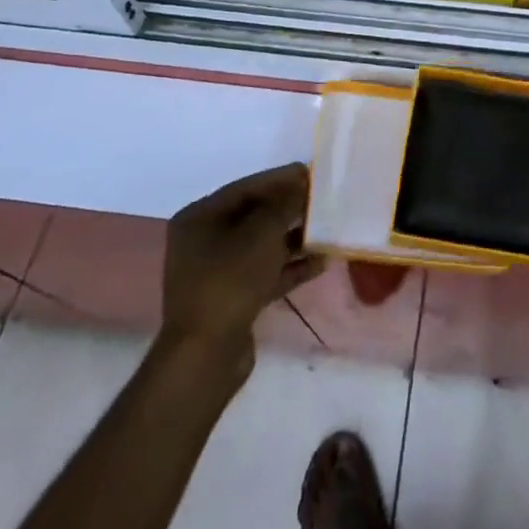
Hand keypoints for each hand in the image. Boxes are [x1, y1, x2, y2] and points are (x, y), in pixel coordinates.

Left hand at [160, 163, 325, 364]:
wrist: (206, 356)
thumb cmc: (230, 280)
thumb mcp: (263, 232)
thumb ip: (286, 203)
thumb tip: (303, 184)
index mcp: (200, 218)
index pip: (246, 188)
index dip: (280, 179)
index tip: (311, 172)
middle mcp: (204, 241)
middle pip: (255, 216)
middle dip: (290, 209)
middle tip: (323, 201)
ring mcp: (217, 273)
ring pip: (262, 246)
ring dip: (295, 239)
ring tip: (328, 231)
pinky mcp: (232, 299)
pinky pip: (265, 272)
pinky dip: (290, 267)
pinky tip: (321, 262)